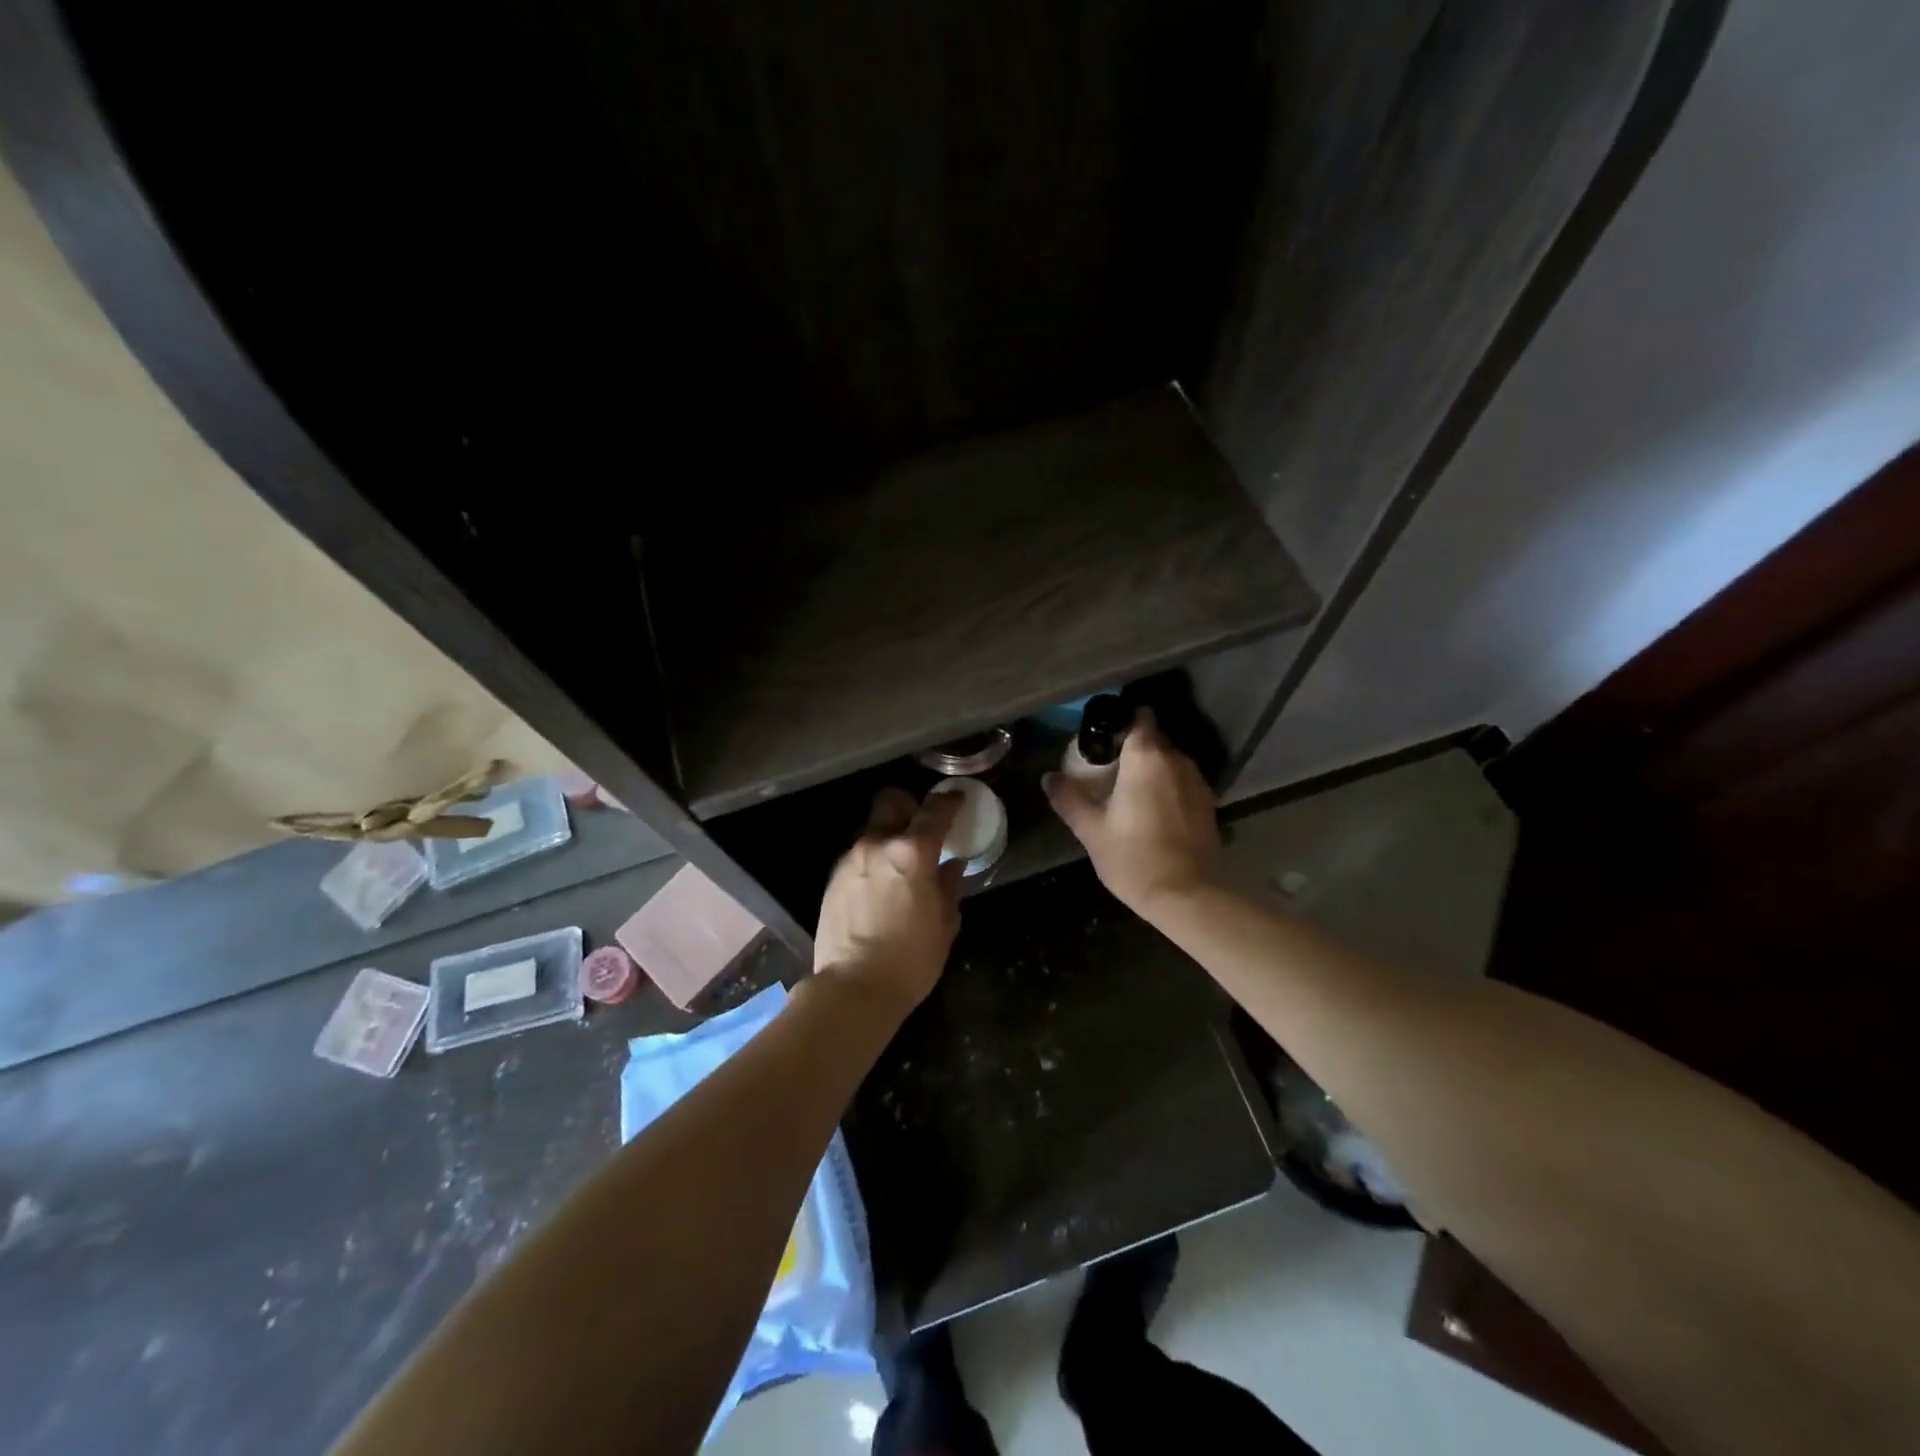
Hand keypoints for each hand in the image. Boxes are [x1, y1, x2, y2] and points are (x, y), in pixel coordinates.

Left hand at [814, 787, 964, 1012]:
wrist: (853, 988)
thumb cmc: (911, 960)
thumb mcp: (944, 924)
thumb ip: (949, 887)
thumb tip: (950, 866)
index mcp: (912, 853)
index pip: (934, 811)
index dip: (949, 800)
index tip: (957, 798)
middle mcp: (878, 845)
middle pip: (891, 802)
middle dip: (908, 806)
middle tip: (921, 826)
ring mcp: (850, 860)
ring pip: (872, 830)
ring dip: (888, 837)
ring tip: (899, 865)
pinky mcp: (833, 879)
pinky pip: (858, 857)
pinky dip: (872, 861)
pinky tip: (878, 887)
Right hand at [1044, 708, 1219, 914]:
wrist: (1188, 896)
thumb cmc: (1134, 857)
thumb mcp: (1091, 830)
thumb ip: (1069, 798)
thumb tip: (1049, 777)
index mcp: (1146, 757)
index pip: (1139, 717)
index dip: (1120, 720)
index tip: (1101, 736)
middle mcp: (1177, 760)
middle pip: (1153, 739)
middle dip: (1131, 746)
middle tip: (1105, 766)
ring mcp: (1197, 781)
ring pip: (1169, 761)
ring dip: (1150, 768)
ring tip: (1127, 790)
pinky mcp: (1208, 804)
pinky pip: (1182, 782)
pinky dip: (1166, 787)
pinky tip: (1151, 810)